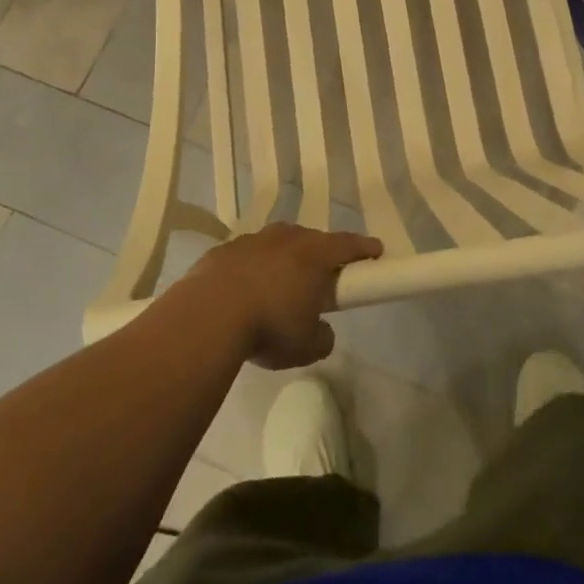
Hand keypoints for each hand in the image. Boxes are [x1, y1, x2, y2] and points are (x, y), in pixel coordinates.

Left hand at [172, 222, 383, 368]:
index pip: (347, 244)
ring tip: (280, 286)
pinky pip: (246, 257)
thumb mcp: (307, 345)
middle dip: (319, 254)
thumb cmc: (269, 326)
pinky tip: (245, 292)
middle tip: (322, 276)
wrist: (208, 315)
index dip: (363, 248)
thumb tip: (321, 330)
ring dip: (283, 260)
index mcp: (313, 254)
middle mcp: (285, 238)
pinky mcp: (223, 251)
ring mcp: (251, 241)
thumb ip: (322, 336)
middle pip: (310, 240)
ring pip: (276, 244)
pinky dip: (252, 269)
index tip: (375, 251)